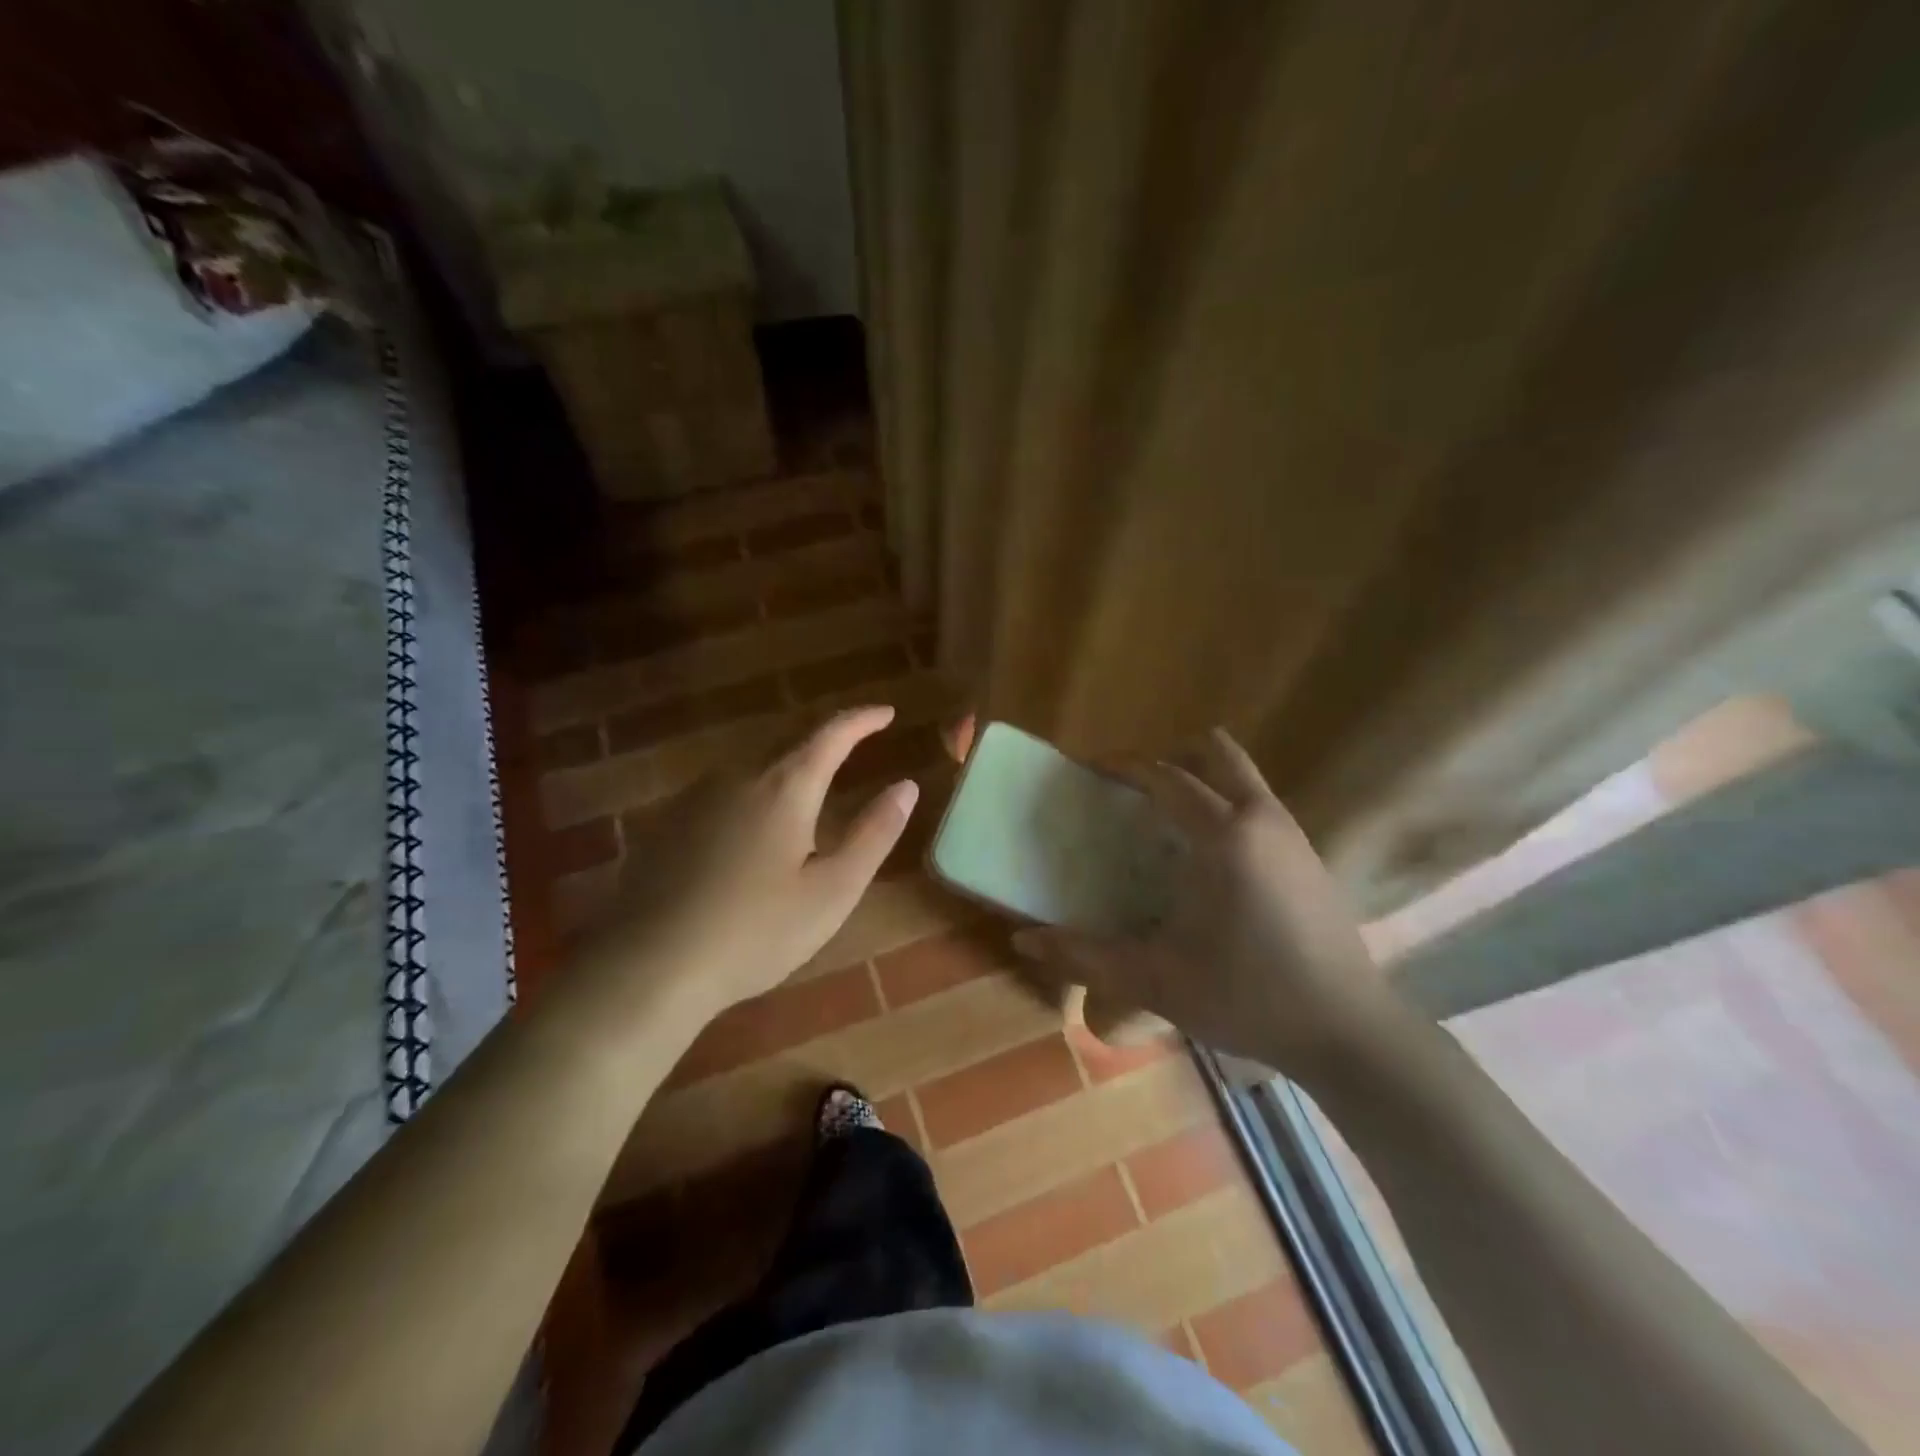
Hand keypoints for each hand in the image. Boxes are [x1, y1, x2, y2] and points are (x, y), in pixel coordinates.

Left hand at [586, 706, 917, 1020]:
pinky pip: (725, 787)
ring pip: (754, 763)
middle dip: (826, 736)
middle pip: (789, 740)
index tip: (886, 712)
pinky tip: (754, 821)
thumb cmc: (755, 932)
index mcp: (785, 787)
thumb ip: (873, 834)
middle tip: (854, 741)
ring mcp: (697, 796)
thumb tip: (905, 787)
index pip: (831, 734)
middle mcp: (739, 776)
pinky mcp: (670, 821)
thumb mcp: (832, 891)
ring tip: (811, 780)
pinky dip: (755, 787)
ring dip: (789, 761)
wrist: (649, 966)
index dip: (862, 720)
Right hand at [1015, 728, 1395, 1077]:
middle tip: (1132, 790)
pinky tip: (1207, 859)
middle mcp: (1261, 818)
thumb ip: (1085, 955)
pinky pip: (1258, 803)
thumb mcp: (1156, 979)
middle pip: (1214, 751)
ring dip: (1201, 779)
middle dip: (1169, 757)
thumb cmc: (1247, 997)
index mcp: (1223, 836)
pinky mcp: (1310, 855)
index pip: (1165, 776)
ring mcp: (1292, 833)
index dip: (1123, 765)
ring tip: (1163, 821)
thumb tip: (1023, 938)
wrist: (1350, 1031)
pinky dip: (1226, 805)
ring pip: (1242, 775)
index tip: (1089, 769)